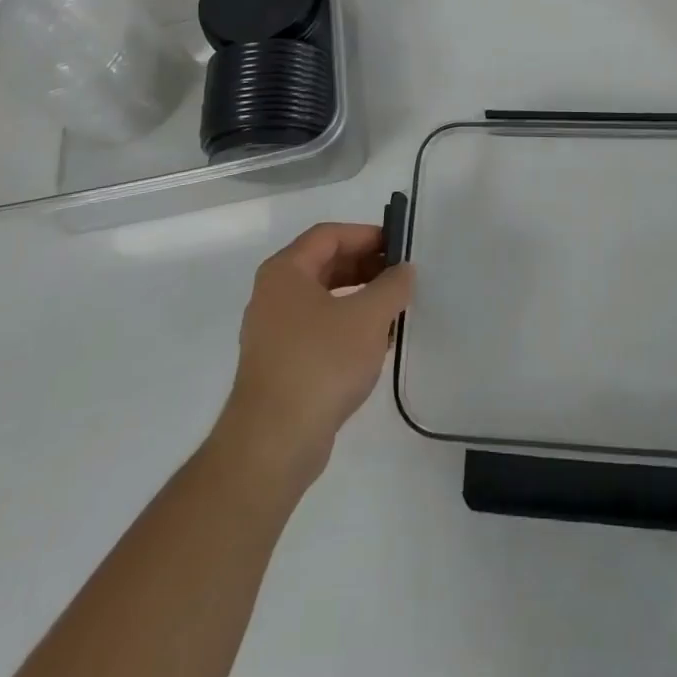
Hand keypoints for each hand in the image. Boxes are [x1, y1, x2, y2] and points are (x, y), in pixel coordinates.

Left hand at [217, 222, 413, 485]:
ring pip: (323, 299)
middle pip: (324, 265)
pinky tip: (376, 344)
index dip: (366, 235)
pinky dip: (347, 327)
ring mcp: (273, 331)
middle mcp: (273, 294)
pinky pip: (319, 330)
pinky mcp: (281, 364)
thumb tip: (403, 271)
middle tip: (401, 276)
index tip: (399, 246)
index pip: (329, 235)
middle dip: (365, 266)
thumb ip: (391, 286)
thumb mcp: (368, 317)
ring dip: (360, 298)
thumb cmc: (321, 362)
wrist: (274, 442)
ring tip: (395, 309)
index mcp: (285, 271)